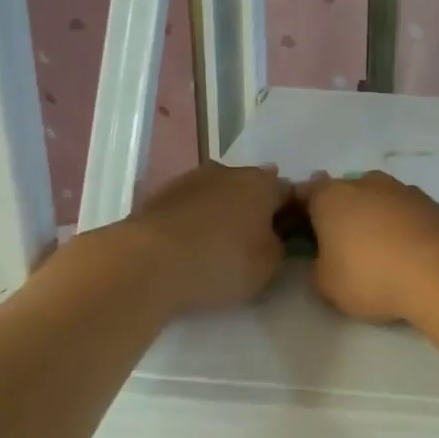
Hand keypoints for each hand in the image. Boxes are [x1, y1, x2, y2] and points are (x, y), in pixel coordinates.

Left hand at [125, 161, 291, 313]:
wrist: (145, 263)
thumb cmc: (220, 262)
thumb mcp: (269, 266)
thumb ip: (280, 246)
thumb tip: (275, 237)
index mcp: (263, 183)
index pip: (290, 192)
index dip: (293, 215)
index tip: (289, 238)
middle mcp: (229, 171)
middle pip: (252, 188)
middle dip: (255, 210)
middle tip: (254, 243)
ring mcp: (191, 180)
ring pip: (218, 194)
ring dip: (222, 213)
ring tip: (218, 246)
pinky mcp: (159, 195)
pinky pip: (190, 207)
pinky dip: (194, 221)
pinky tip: (190, 245)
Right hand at [297, 171, 438, 323]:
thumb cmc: (371, 276)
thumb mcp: (326, 284)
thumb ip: (317, 264)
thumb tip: (325, 255)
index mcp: (331, 196)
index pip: (304, 193)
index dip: (300, 212)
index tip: (302, 234)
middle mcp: (364, 182)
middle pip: (343, 193)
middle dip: (339, 213)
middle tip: (340, 245)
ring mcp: (400, 188)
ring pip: (376, 198)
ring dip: (372, 216)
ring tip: (377, 250)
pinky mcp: (430, 201)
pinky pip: (403, 210)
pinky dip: (400, 224)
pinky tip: (405, 249)